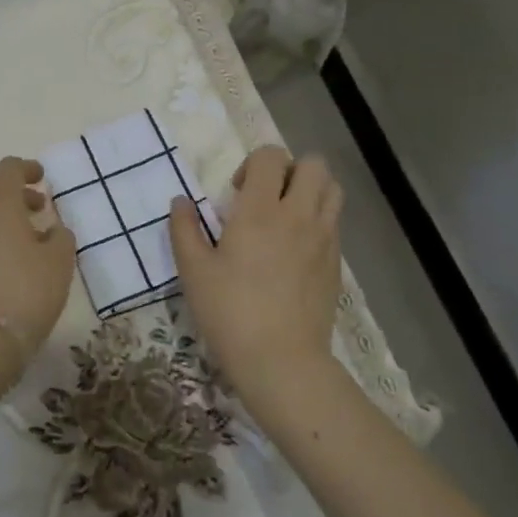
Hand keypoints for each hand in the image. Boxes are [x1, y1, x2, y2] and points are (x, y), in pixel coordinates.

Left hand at [0, 156, 75, 369]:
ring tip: (30, 241)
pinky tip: (10, 264)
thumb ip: (60, 237)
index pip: (8, 169)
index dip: (27, 169)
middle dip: (15, 194)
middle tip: (39, 209)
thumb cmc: (26, 292)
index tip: (42, 179)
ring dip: (3, 219)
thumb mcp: (59, 262)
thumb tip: (52, 230)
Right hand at [169, 145, 342, 401]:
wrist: (281, 360)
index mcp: (260, 210)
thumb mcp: (193, 271)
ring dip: (310, 191)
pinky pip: (334, 222)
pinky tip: (295, 249)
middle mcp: (298, 215)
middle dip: (289, 170)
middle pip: (313, 164)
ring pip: (333, 189)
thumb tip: (180, 201)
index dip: (253, 163)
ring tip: (286, 217)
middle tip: (266, 198)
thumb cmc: (230, 312)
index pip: (270, 156)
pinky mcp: (336, 262)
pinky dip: (318, 220)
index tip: (236, 192)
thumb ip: (184, 229)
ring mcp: (324, 238)